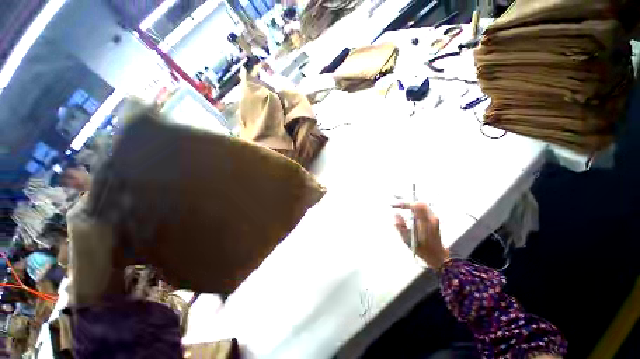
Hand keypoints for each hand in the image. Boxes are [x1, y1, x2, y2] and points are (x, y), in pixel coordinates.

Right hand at [393, 202, 448, 268]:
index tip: (396, 205)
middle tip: (398, 205)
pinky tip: (409, 211)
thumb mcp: (408, 239)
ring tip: (402, 207)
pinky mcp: (434, 219)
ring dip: (412, 204)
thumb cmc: (422, 249)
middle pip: (420, 203)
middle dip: (408, 202)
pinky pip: (424, 208)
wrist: (437, 255)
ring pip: (422, 205)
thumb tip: (396, 214)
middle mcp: (432, 218)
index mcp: (426, 223)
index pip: (416, 206)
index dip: (405, 203)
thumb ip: (401, 226)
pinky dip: (415, 207)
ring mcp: (434, 218)